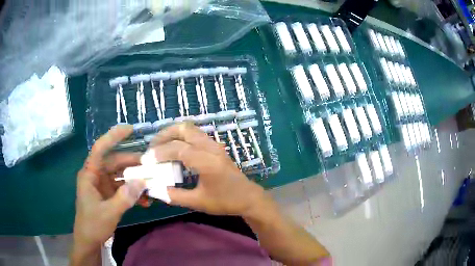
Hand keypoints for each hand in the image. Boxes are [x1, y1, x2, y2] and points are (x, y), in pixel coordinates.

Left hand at [73, 125, 146, 251]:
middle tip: (151, 165)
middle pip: (115, 162)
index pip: (100, 149)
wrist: (89, 241)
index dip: (113, 137)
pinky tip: (146, 201)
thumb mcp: (109, 213)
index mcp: (90, 174)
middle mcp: (96, 176)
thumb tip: (142, 182)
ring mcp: (103, 186)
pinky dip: (134, 192)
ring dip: (135, 179)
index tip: (130, 129)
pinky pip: (123, 188)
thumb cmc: (93, 225)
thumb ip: (125, 198)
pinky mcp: (109, 195)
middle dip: (132, 163)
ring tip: (152, 184)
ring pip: (121, 175)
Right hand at [146, 123, 265, 215]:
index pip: (177, 148)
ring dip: (173, 134)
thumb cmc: (225, 201)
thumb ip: (174, 196)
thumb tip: (155, 189)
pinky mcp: (216, 147)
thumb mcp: (198, 202)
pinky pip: (195, 134)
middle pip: (184, 129)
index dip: (159, 153)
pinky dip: (181, 137)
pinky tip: (174, 149)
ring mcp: (214, 145)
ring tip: (160, 147)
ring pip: (190, 128)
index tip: (146, 160)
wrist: (248, 198)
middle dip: (164, 135)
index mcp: (207, 161)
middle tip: (152, 148)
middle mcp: (210, 147)